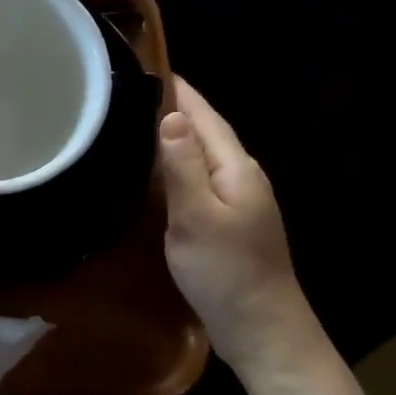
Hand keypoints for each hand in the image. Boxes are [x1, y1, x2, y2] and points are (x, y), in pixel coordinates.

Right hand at [157, 78, 319, 376]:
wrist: (261, 329)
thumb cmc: (227, 272)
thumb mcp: (197, 217)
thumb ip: (183, 166)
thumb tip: (172, 116)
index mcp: (236, 170)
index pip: (207, 119)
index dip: (182, 93)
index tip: (152, 66)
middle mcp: (241, 179)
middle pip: (207, 134)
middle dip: (177, 110)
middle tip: (134, 92)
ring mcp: (238, 203)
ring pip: (203, 158)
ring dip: (177, 138)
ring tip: (140, 124)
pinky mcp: (228, 224)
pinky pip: (199, 181)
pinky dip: (178, 168)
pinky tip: (158, 173)